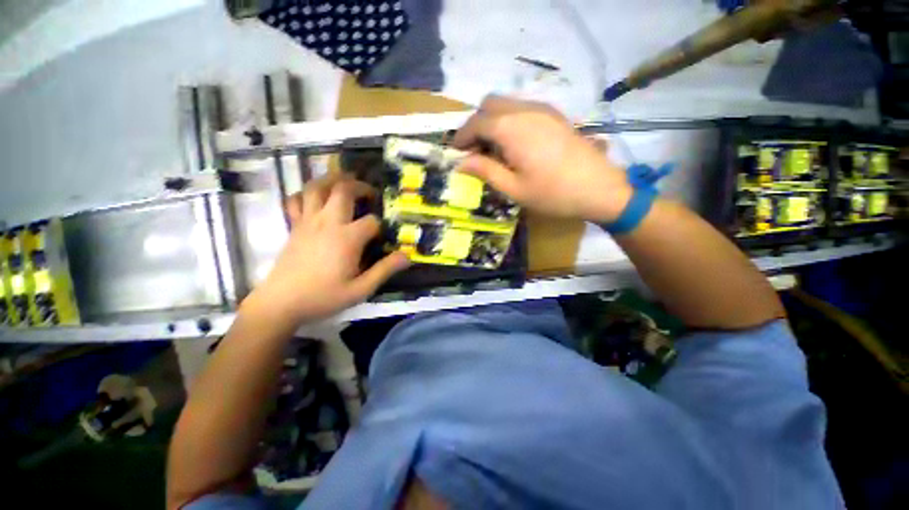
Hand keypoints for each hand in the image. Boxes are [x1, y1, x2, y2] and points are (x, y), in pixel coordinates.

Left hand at [244, 174, 410, 324]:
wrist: (281, 303)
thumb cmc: (323, 297)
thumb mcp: (360, 289)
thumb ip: (384, 270)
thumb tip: (407, 256)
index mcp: (347, 238)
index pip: (372, 221)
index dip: (381, 226)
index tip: (382, 236)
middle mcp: (328, 222)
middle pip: (344, 190)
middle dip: (360, 186)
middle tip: (371, 193)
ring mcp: (308, 221)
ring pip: (317, 187)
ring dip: (333, 180)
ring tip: (345, 181)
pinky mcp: (294, 225)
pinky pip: (297, 200)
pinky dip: (307, 193)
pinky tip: (315, 198)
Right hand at [453, 95, 631, 222]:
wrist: (599, 188)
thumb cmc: (552, 193)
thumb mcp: (513, 188)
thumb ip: (485, 171)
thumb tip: (461, 163)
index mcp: (510, 128)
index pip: (476, 122)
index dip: (461, 136)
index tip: (455, 153)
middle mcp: (524, 110)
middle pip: (488, 104)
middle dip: (475, 125)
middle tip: (474, 151)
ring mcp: (541, 109)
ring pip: (505, 104)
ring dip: (492, 122)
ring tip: (492, 150)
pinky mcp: (553, 114)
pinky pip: (521, 108)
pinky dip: (508, 121)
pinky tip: (513, 144)